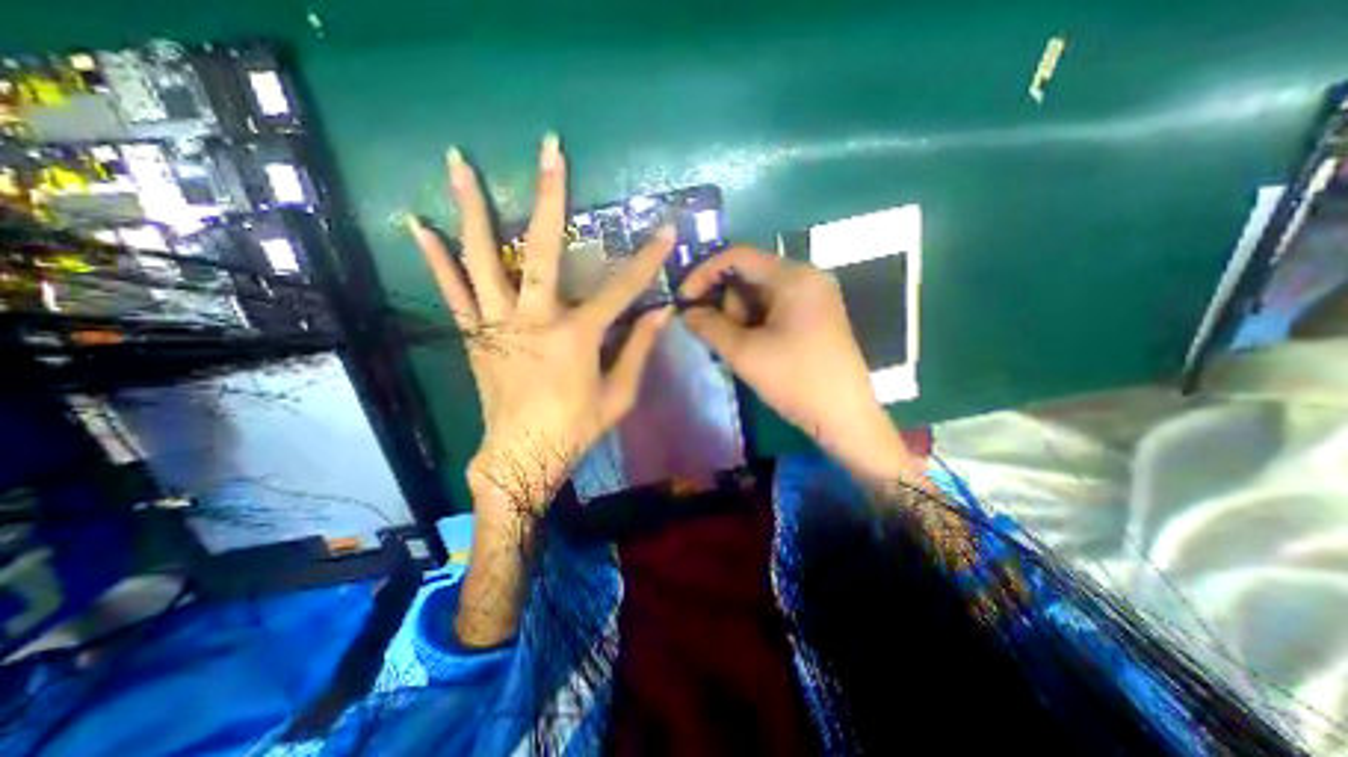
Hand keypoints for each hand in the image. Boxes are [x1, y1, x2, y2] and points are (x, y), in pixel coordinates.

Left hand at [408, 137, 674, 514]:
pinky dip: (435, 258)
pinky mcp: (474, 336)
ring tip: (458, 162)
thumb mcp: (619, 396)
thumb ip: (638, 350)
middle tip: (549, 151)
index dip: (647, 259)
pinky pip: (452, 292)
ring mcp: (497, 324)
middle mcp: (534, 320)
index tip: (665, 230)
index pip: (621, 288)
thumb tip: (661, 315)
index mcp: (576, 338)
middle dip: (549, 198)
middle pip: (540, 250)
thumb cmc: (575, 429)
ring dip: (471, 208)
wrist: (521, 457)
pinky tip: (418, 224)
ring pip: (481, 258)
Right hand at [680, 245, 922, 486]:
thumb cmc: (796, 381)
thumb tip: (686, 312)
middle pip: (749, 275)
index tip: (683, 300)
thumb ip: (709, 327)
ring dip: (739, 317)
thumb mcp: (745, 353)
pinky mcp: (815, 316)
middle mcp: (806, 277)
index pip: (737, 256)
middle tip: (720, 337)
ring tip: (740, 350)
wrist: (845, 418)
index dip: (704, 274)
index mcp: (793, 276)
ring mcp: (814, 296)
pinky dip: (755, 323)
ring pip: (760, 294)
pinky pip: (774, 308)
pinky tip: (753, 348)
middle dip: (726, 303)